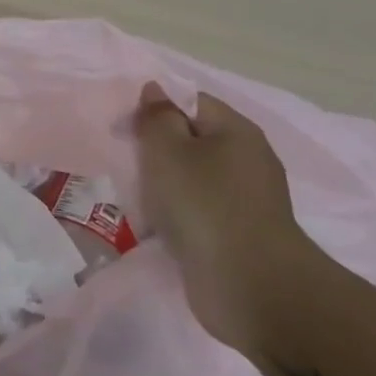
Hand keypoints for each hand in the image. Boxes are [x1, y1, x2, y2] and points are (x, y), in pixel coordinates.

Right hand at [133, 82, 314, 351]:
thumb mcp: (168, 150)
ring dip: (163, 186)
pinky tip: (154, 224)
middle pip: (192, 141)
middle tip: (126, 162)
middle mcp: (247, 160)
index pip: (192, 102)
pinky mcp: (237, 233)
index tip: (126, 129)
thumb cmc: (204, 204)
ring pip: (192, 179)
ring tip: (135, 195)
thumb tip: (156, 91)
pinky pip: (198, 211)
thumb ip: (156, 117)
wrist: (249, 284)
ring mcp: (245, 200)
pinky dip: (175, 214)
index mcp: (236, 132)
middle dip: (157, 150)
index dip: (157, 109)